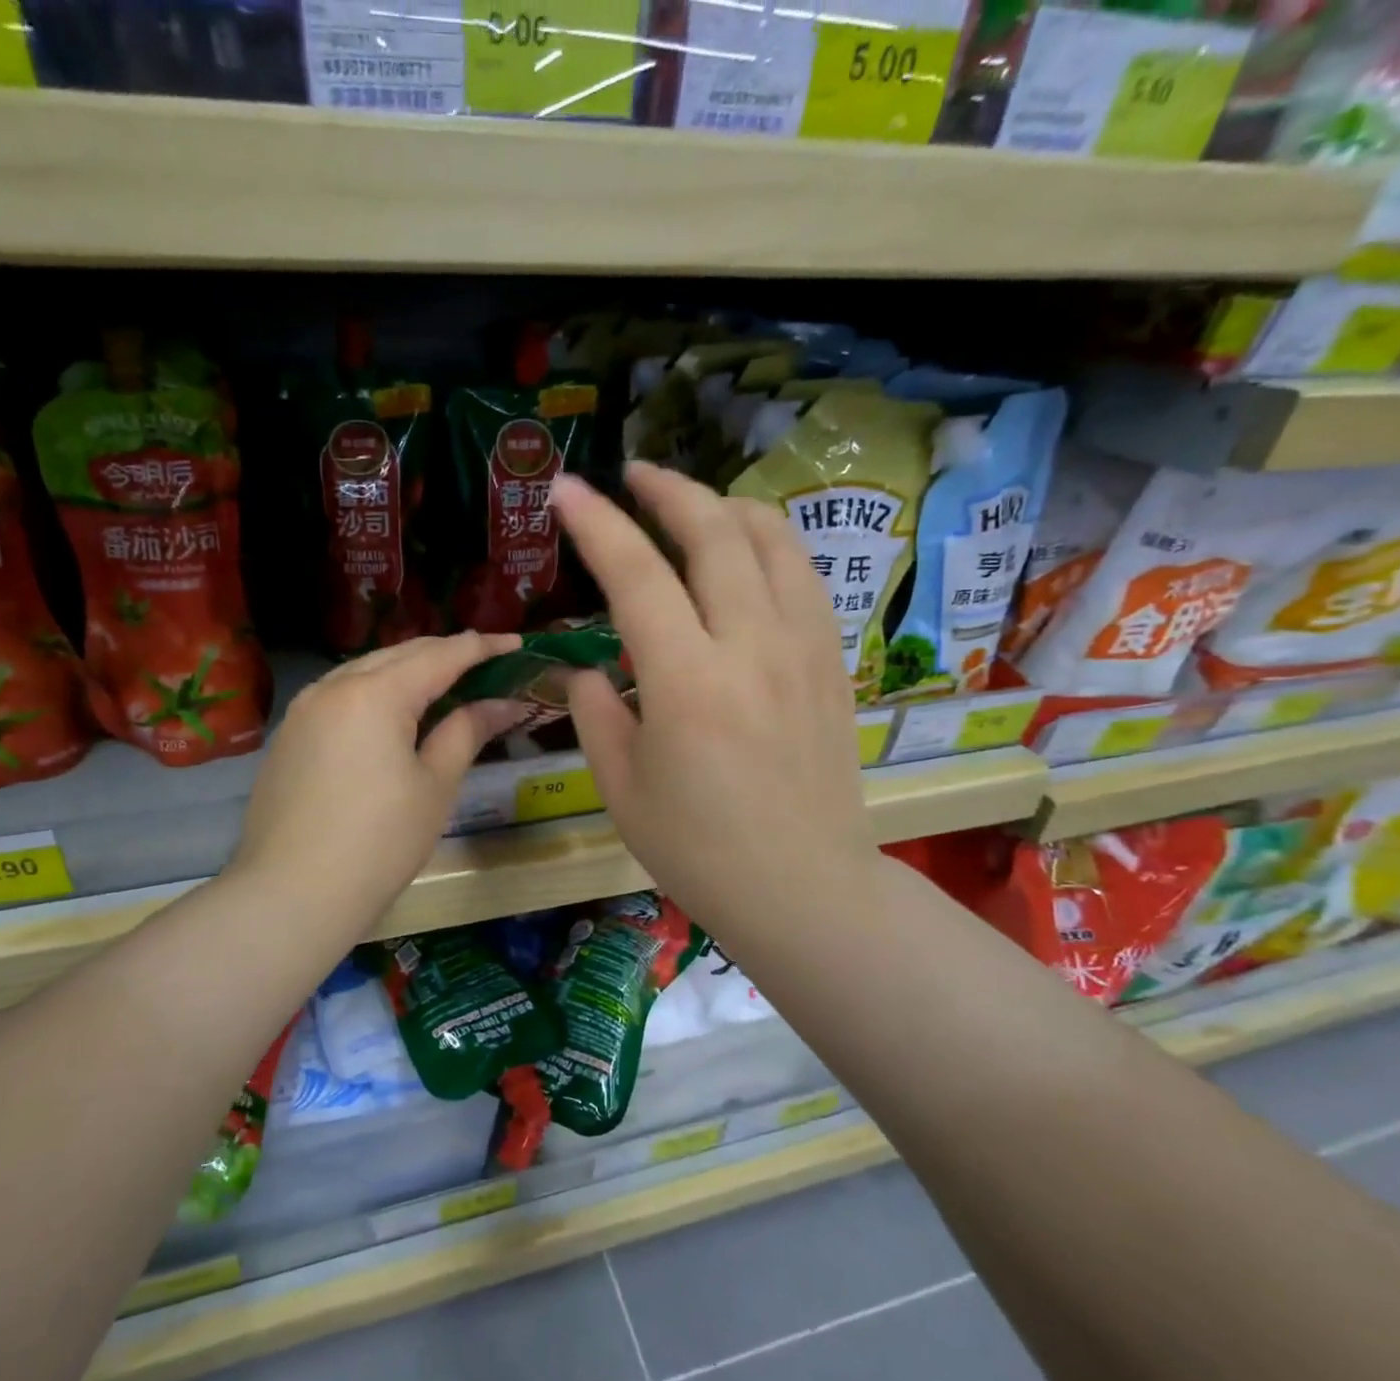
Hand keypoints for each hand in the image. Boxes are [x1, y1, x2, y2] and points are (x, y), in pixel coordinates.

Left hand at [227, 632, 526, 940]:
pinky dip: (375, 692)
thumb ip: (466, 732)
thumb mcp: (434, 786)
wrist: (291, 895)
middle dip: (444, 653)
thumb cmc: (379, 843)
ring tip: (443, 683)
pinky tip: (392, 713)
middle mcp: (334, 686)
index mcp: (375, 693)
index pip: (439, 655)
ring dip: (407, 670)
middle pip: (400, 654)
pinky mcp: (289, 735)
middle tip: (485, 662)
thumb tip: (502, 704)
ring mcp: (304, 709)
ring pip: (365, 670)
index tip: (516, 643)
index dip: (481, 647)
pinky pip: (341, 695)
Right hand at [552, 463, 879, 960]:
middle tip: (634, 474)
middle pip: (715, 532)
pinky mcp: (833, 662)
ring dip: (725, 507)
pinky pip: (803, 576)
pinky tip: (745, 556)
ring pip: (773, 540)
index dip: (597, 523)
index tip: (566, 489)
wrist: (803, 888)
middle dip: (669, 490)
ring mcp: (803, 648)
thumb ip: (596, 711)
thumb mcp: (621, 787)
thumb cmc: (698, 849)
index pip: (636, 574)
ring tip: (692, 507)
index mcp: (687, 681)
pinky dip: (768, 545)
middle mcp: (752, 646)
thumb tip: (591, 668)